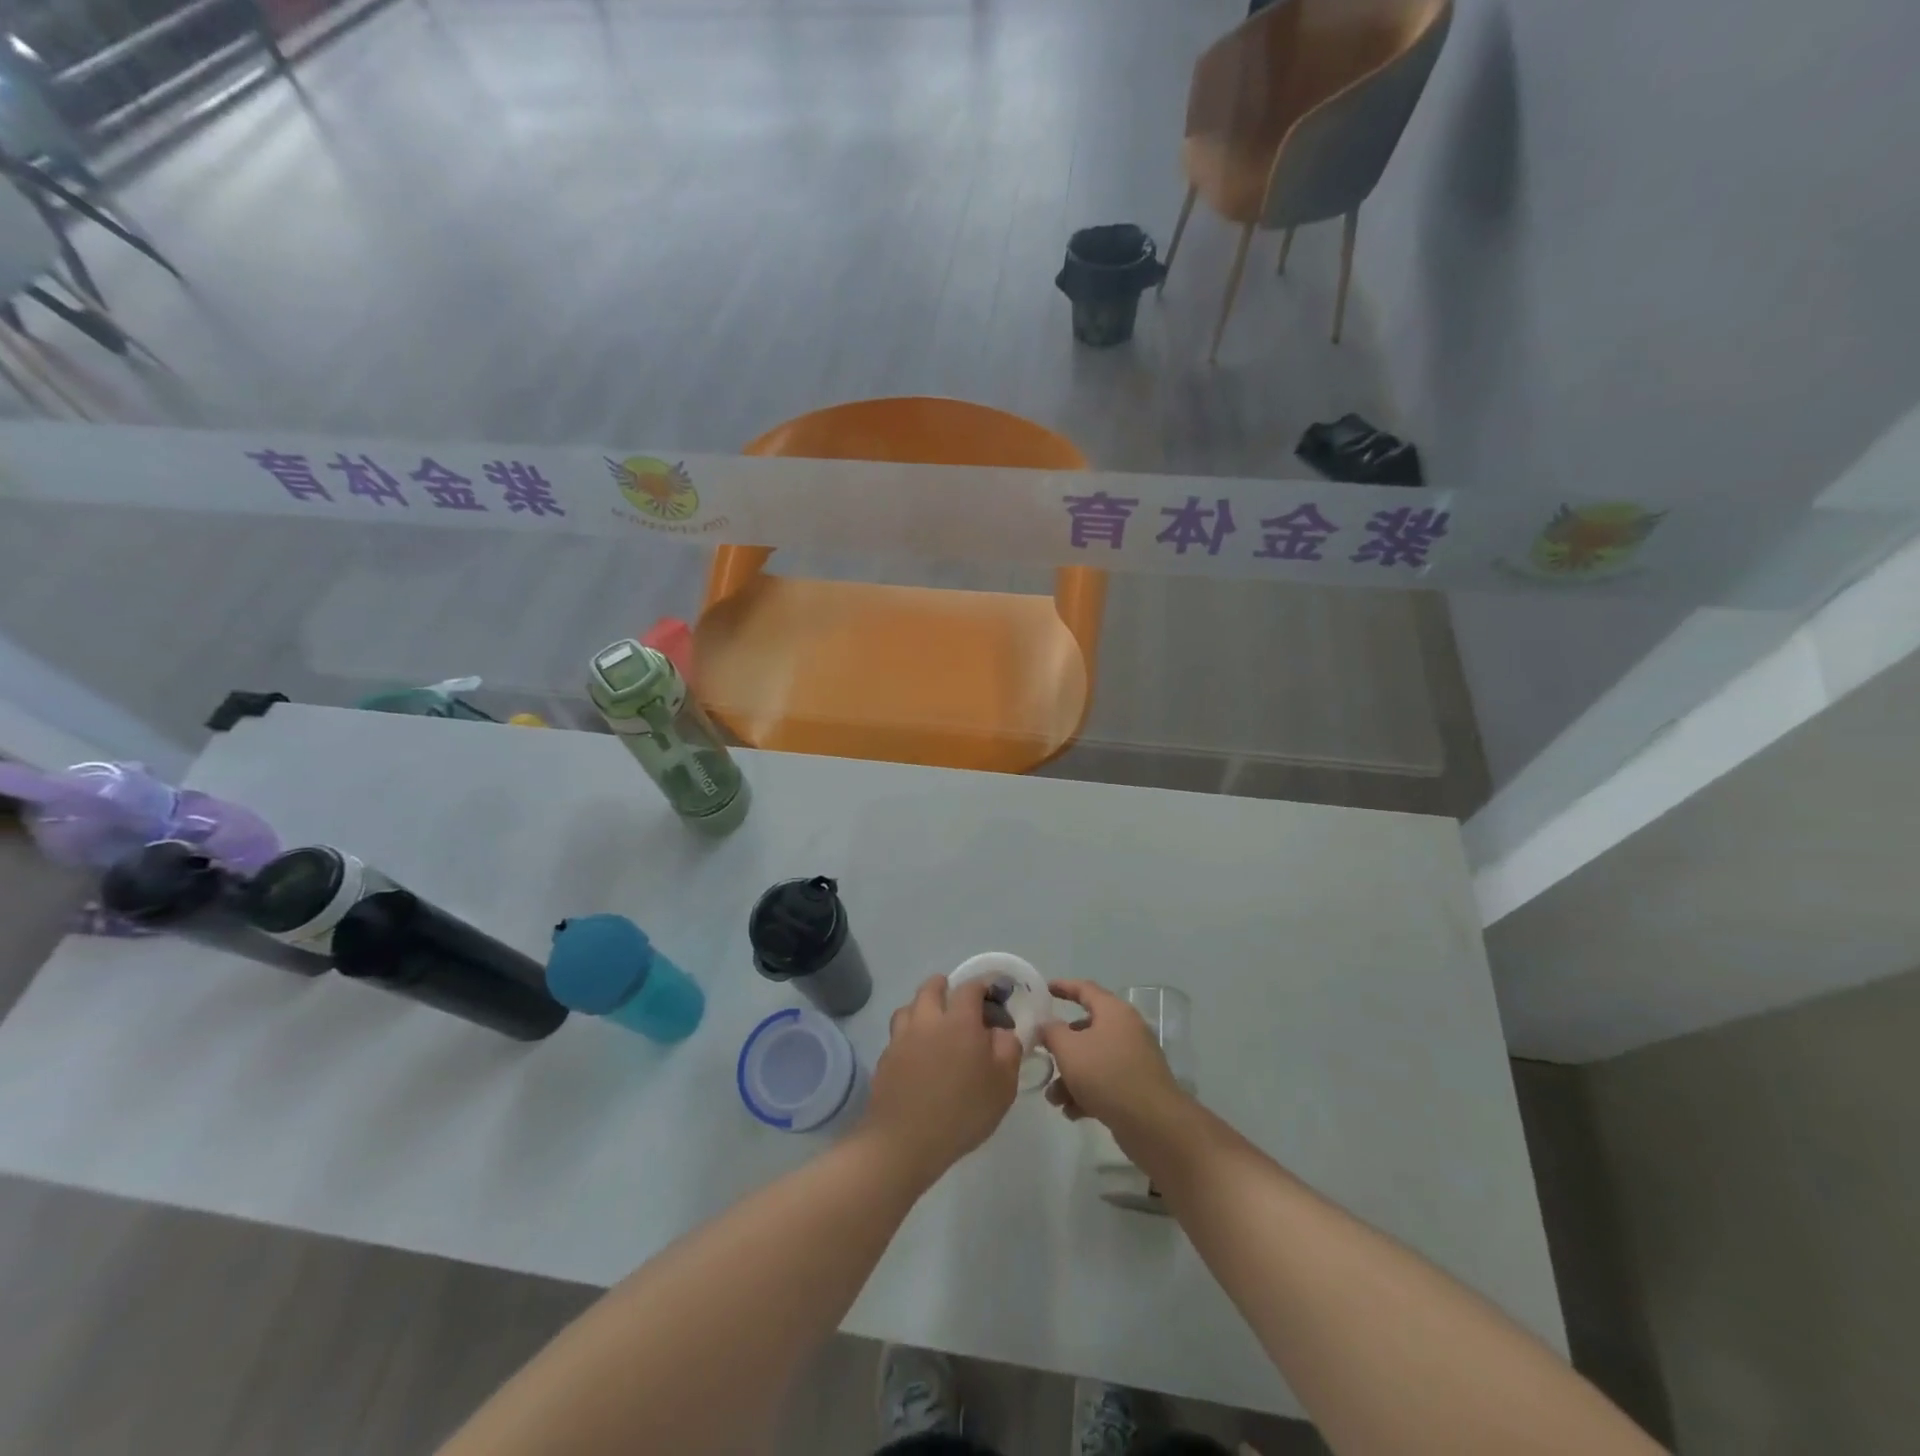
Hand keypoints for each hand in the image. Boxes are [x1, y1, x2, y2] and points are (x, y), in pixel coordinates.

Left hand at [860, 975, 1022, 1185]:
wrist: (904, 1141)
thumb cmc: (962, 1111)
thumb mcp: (1003, 1084)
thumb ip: (1008, 1049)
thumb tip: (1001, 1031)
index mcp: (959, 1021)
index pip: (970, 987)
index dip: (982, 985)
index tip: (991, 994)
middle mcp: (927, 1020)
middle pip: (931, 987)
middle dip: (945, 986)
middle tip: (956, 1000)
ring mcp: (901, 1038)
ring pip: (909, 1007)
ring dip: (922, 1008)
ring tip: (933, 1024)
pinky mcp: (885, 1058)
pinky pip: (898, 1034)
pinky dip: (908, 1035)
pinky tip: (917, 1055)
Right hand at [1040, 980, 1189, 1136]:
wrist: (1153, 1124)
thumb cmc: (1106, 1074)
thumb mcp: (1069, 1049)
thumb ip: (1051, 1032)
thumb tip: (1047, 1025)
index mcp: (1113, 1011)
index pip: (1084, 989)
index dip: (1063, 987)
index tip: (1044, 989)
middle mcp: (1126, 1030)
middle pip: (1086, 1029)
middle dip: (1061, 1047)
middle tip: (1042, 1055)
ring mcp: (1133, 1060)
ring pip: (1093, 1060)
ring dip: (1070, 1077)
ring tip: (1054, 1099)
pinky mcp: (1136, 1087)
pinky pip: (1105, 1082)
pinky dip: (1086, 1093)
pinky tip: (1072, 1112)